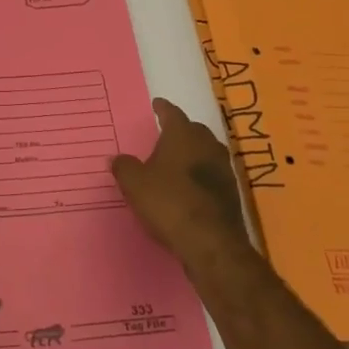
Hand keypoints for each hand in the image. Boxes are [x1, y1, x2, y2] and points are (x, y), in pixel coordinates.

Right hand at [111, 99, 254, 275]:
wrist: (212, 244)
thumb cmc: (169, 203)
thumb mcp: (135, 184)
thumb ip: (124, 167)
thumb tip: (117, 158)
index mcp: (183, 135)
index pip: (172, 113)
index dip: (163, 108)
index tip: (157, 104)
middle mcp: (207, 145)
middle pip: (194, 130)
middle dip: (181, 131)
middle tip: (166, 134)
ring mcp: (223, 169)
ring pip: (206, 152)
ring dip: (193, 154)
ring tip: (177, 161)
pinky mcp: (231, 194)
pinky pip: (213, 175)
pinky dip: (201, 176)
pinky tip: (190, 188)